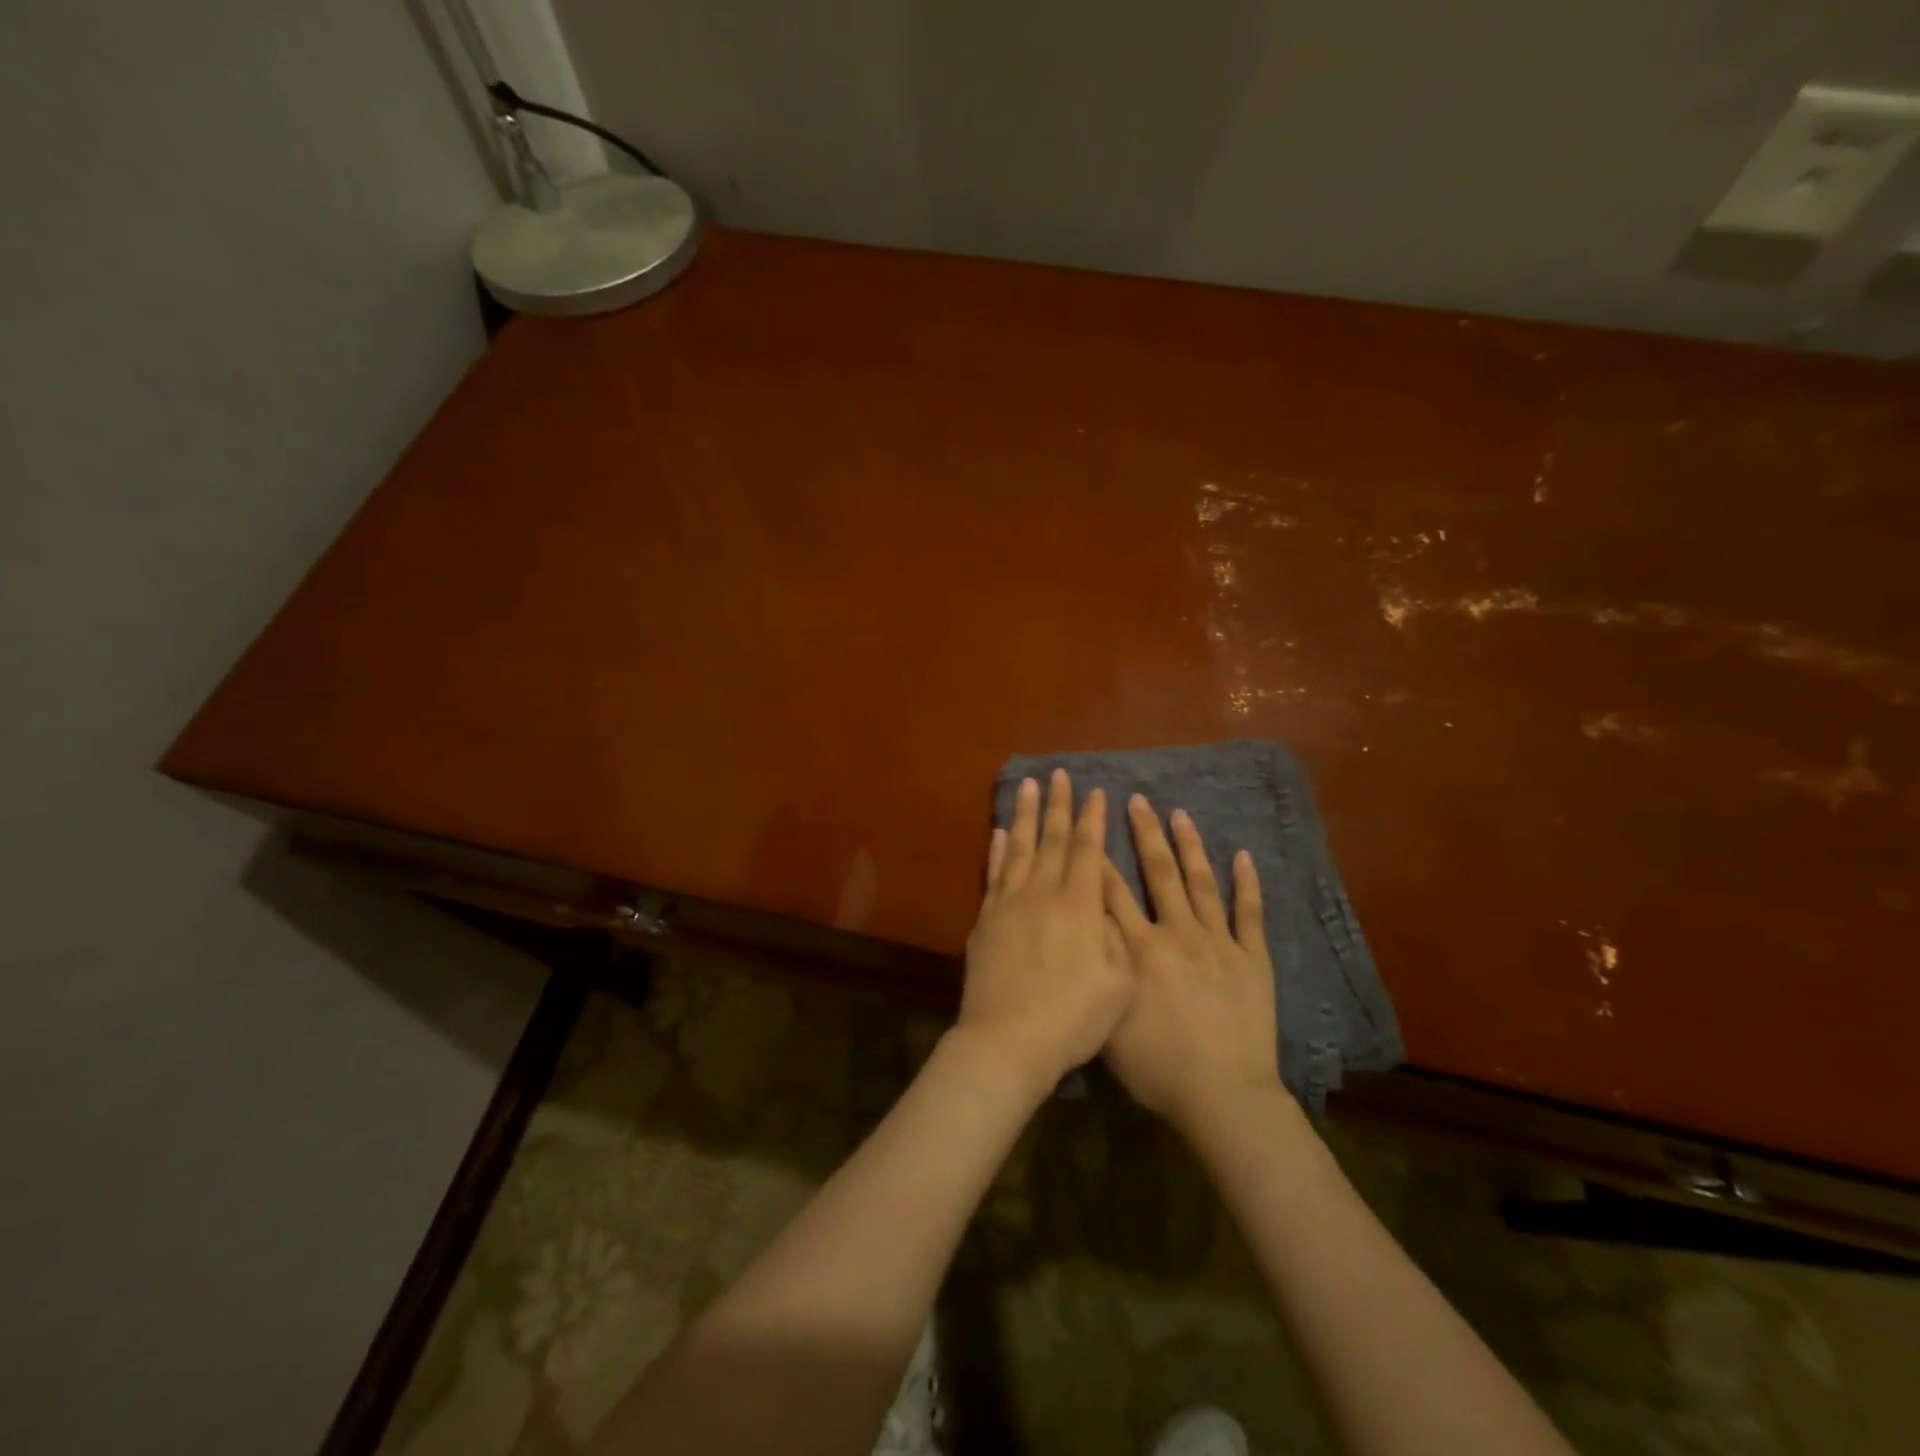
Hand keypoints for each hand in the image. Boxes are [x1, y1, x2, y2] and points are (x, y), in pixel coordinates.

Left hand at [958, 770, 1133, 1097]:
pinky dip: (997, 850)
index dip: (1093, 819)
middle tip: (1058, 774)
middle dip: (1058, 805)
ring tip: (1027, 786)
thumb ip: (1116, 936)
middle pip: (1052, 839)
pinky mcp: (986, 919)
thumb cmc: (1073, 1018)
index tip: (1095, 792)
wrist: (1008, 1041)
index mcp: (1080, 905)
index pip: (1088, 850)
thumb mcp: (1119, 983)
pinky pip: (994, 873)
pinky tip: (999, 833)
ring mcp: (1009, 903)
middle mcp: (1043, 893)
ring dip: (1025, 814)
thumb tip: (1107, 905)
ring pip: (1019, 847)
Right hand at [1101, 794, 1283, 1137]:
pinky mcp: (1252, 959)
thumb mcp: (1109, 1021)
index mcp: (1139, 949)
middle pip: (1157, 873)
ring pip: (1201, 883)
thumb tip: (1086, 934)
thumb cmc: (1157, 1068)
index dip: (1098, 855)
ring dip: (1190, 846)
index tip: (1090, 823)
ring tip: (1179, 814)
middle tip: (1136, 799)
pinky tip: (1244, 856)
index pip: (1112, 892)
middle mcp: (1176, 934)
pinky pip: (1250, 914)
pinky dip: (1247, 884)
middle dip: (1144, 834)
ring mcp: (1219, 943)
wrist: (1222, 1096)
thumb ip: (1098, 972)